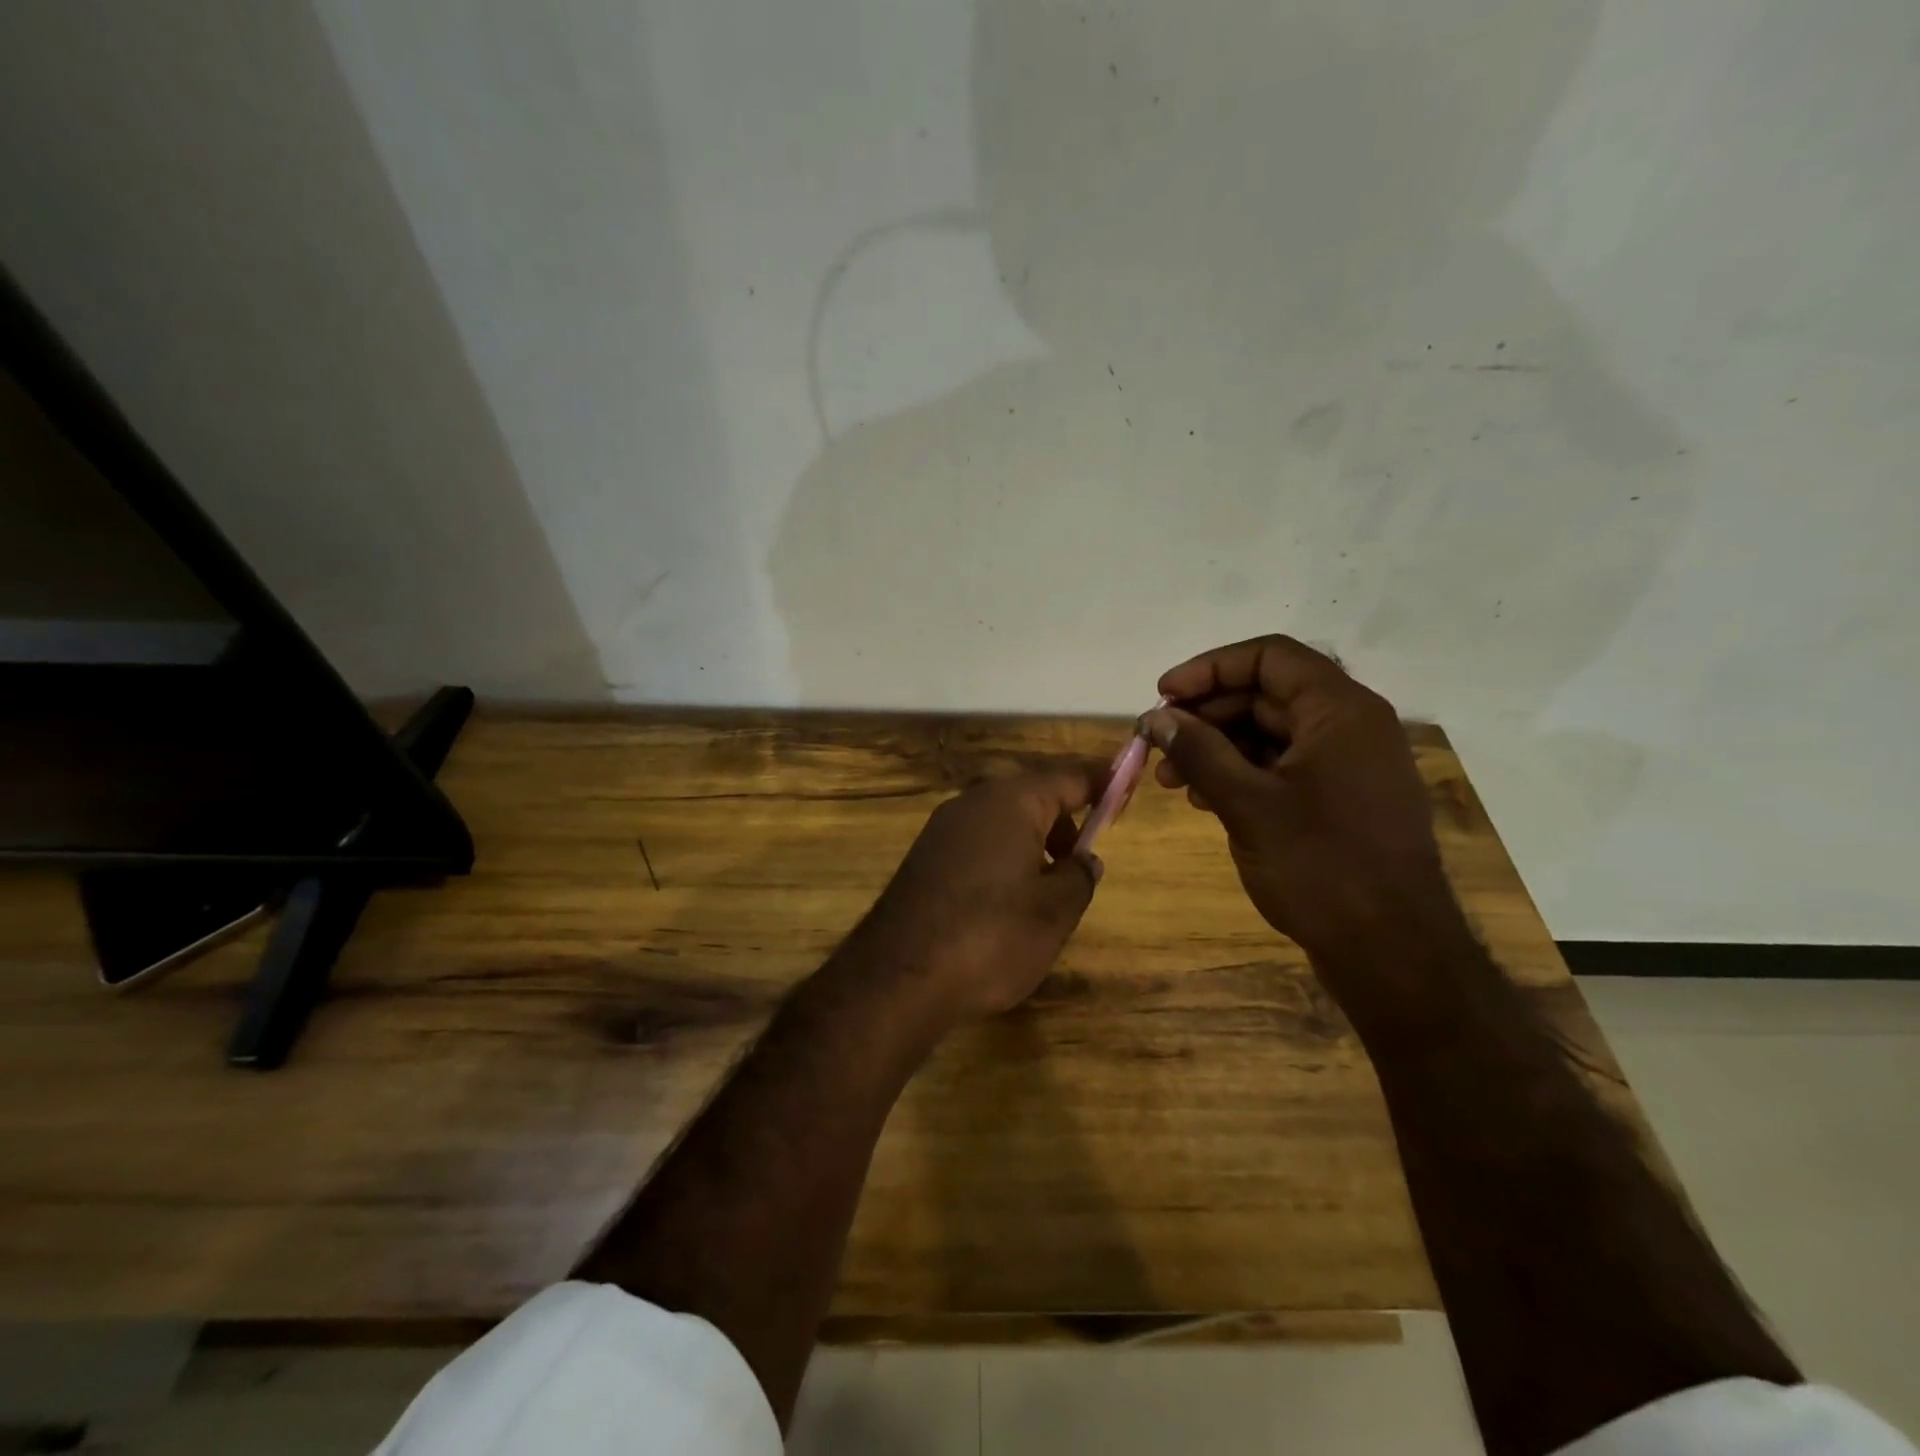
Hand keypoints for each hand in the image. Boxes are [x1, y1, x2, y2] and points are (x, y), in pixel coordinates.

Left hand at [853, 768, 1102, 1025]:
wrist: (899, 976)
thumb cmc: (991, 936)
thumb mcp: (1055, 912)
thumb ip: (1079, 877)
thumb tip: (1084, 859)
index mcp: (1012, 801)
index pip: (1068, 777)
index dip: (1101, 785)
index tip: (1125, 794)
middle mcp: (973, 801)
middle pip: (1031, 794)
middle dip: (1062, 820)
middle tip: (1080, 860)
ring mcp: (942, 827)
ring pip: (1001, 819)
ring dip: (1030, 841)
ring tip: (1045, 889)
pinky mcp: (923, 856)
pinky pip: (976, 841)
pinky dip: (1001, 856)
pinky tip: (1004, 901)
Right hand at [1142, 636, 1462, 995]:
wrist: (1392, 953)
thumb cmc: (1321, 868)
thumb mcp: (1248, 804)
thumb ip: (1198, 752)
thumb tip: (1154, 718)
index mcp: (1340, 711)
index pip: (1269, 657)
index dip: (1209, 669)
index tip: (1163, 697)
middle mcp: (1350, 726)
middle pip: (1266, 694)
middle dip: (1206, 715)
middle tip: (1157, 744)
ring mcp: (1348, 765)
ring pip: (1270, 733)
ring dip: (1217, 748)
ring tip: (1171, 780)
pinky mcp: (1340, 799)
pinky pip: (1282, 766)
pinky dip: (1241, 774)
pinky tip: (1205, 799)